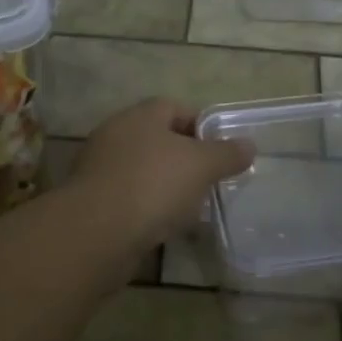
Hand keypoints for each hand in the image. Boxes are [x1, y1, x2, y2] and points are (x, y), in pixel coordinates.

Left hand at [67, 98, 254, 252]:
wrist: (95, 233)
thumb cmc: (153, 185)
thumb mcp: (201, 165)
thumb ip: (227, 154)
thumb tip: (249, 145)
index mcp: (141, 116)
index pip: (175, 108)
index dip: (201, 126)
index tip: (222, 150)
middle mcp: (116, 135)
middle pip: (159, 140)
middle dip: (186, 160)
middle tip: (210, 181)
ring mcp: (100, 169)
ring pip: (144, 172)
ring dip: (167, 187)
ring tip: (193, 209)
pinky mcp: (92, 203)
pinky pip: (130, 199)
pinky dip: (148, 210)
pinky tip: (166, 228)